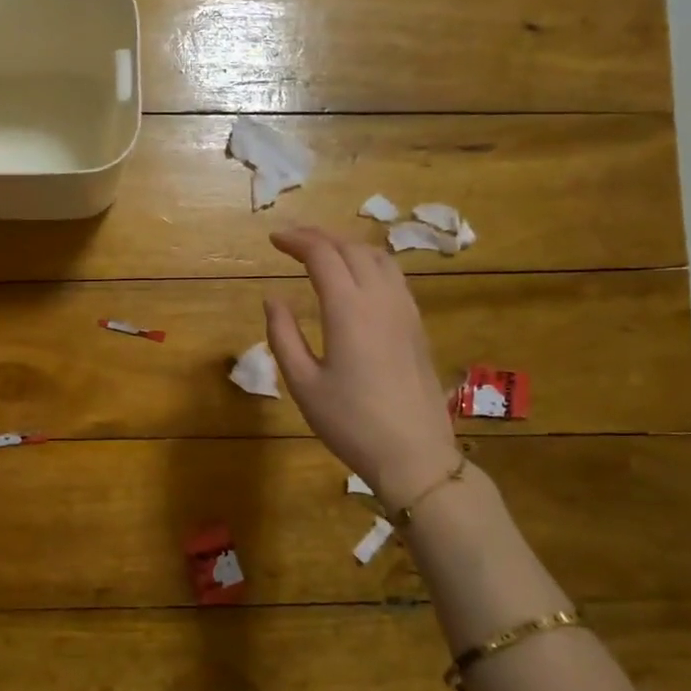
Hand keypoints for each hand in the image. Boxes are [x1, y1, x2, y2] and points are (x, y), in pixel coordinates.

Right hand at [264, 226, 460, 509]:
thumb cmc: (350, 423)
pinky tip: (357, 278)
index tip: (273, 238)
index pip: (322, 255)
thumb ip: (283, 336)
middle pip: (352, 248)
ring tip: (323, 252)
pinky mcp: (417, 325)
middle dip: (320, 236)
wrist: (414, 455)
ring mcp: (405, 310)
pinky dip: (369, 262)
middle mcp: (380, 299)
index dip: (296, 240)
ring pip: (378, 257)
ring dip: (347, 245)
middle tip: (292, 240)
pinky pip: (394, 276)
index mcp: (349, 310)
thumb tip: (273, 299)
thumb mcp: (303, 384)